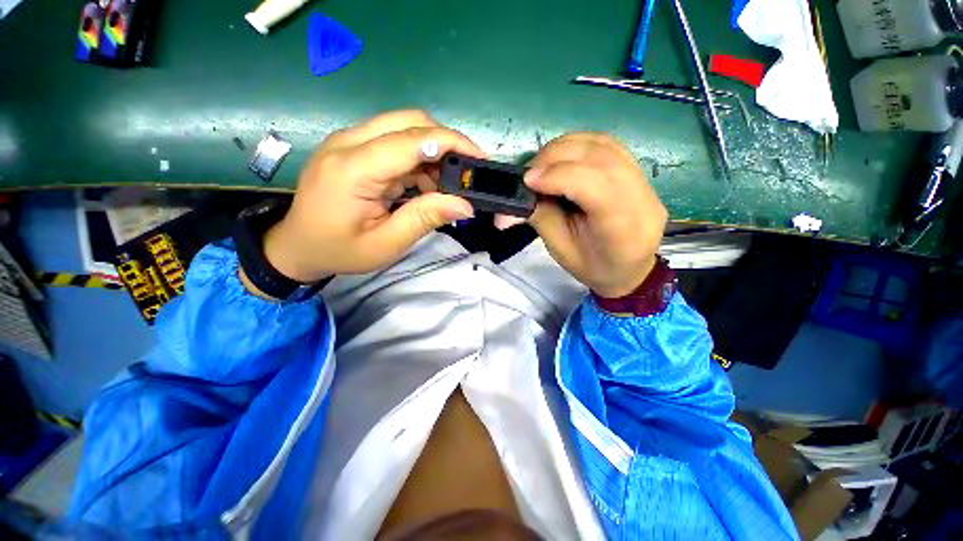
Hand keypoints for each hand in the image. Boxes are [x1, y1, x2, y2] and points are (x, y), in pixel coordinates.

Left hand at [261, 110, 483, 283]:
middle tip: (464, 174)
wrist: (296, 246)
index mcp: (354, 169)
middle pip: (410, 121)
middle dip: (446, 143)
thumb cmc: (339, 250)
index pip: (412, 139)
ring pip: (405, 128)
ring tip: (444, 188)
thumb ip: (425, 219)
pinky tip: (425, 185)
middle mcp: (349, 143)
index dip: (451, 143)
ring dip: (433, 153)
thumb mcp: (386, 244)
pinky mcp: (354, 147)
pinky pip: (396, 142)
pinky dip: (419, 160)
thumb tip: (465, 205)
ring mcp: (349, 141)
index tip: (480, 159)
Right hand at [497, 133, 665, 297]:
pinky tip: (562, 158)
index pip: (593, 184)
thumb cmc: (593, 267)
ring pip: (603, 144)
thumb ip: (541, 218)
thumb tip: (516, 198)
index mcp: (622, 228)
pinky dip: (579, 145)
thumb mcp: (561, 250)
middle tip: (531, 172)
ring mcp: (645, 181)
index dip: (557, 175)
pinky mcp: (639, 171)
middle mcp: (640, 198)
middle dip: (556, 157)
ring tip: (543, 165)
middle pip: (599, 157)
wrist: (630, 270)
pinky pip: (607, 145)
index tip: (527, 180)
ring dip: (565, 147)